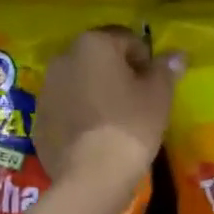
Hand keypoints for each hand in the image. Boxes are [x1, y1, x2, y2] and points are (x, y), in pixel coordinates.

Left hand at [35, 27, 182, 193]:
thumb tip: (176, 54)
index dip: (145, 59)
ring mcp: (45, 90)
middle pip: (97, 58)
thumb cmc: (131, 124)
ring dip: (94, 92)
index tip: (155, 83)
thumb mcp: (159, 95)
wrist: (92, 174)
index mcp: (93, 44)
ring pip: (77, 82)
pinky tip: (94, 136)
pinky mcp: (37, 120)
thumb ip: (166, 69)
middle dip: (116, 72)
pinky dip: (78, 114)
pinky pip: (64, 108)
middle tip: (136, 99)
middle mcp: (63, 58)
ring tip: (114, 119)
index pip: (127, 39)